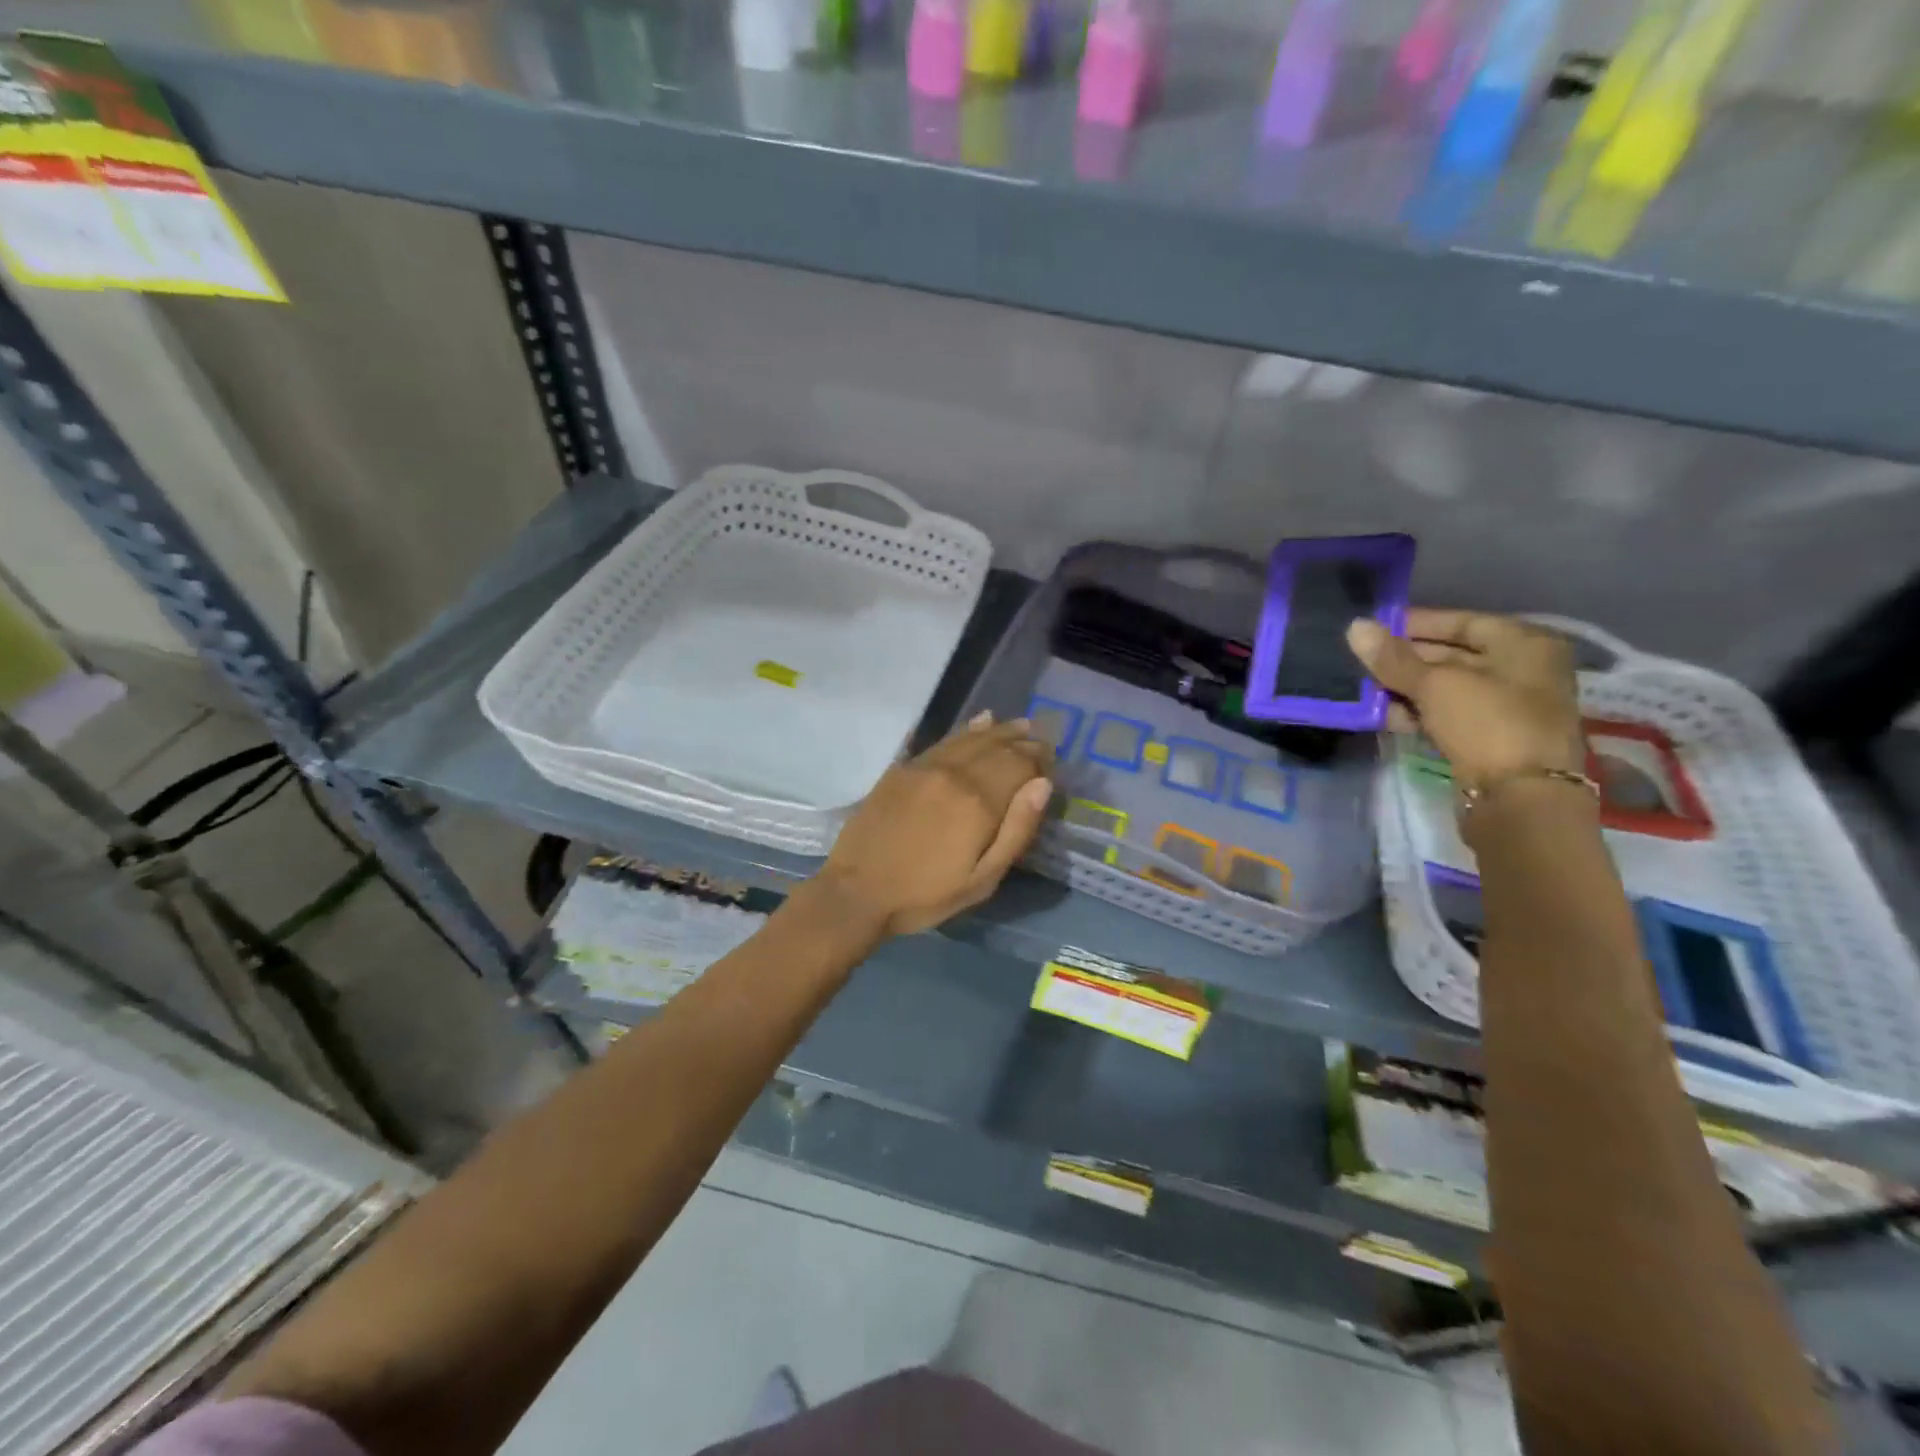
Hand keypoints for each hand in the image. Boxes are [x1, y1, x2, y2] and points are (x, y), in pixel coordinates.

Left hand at [812, 713, 1053, 937]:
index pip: (1021, 764)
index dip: (1041, 760)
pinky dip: (965, 730)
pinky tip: (979, 722)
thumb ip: (1016, 830)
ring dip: (998, 730)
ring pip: (971, 737)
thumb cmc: (926, 895)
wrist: (857, 892)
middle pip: (998, 746)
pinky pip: (943, 740)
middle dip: (1023, 742)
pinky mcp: (903, 768)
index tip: (1053, 763)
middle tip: (1042, 740)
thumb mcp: (982, 880)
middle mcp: (954, 773)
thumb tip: (1043, 784)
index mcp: (978, 801)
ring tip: (1019, 725)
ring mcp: (925, 766)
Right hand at [1346, 609, 1583, 791]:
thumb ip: (1393, 658)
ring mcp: (1509, 708)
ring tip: (1367, 690)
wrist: (1520, 798)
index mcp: (1524, 645)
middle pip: (1455, 655)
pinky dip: (1420, 712)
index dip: (1419, 623)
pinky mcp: (1491, 739)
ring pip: (1448, 688)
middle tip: (1365, 662)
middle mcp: (1523, 671)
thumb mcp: (1435, 685)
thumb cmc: (1487, 723)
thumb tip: (1355, 626)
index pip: (1463, 621)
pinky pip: (1449, 715)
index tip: (1377, 628)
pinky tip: (1387, 716)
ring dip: (1408, 689)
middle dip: (1408, 659)